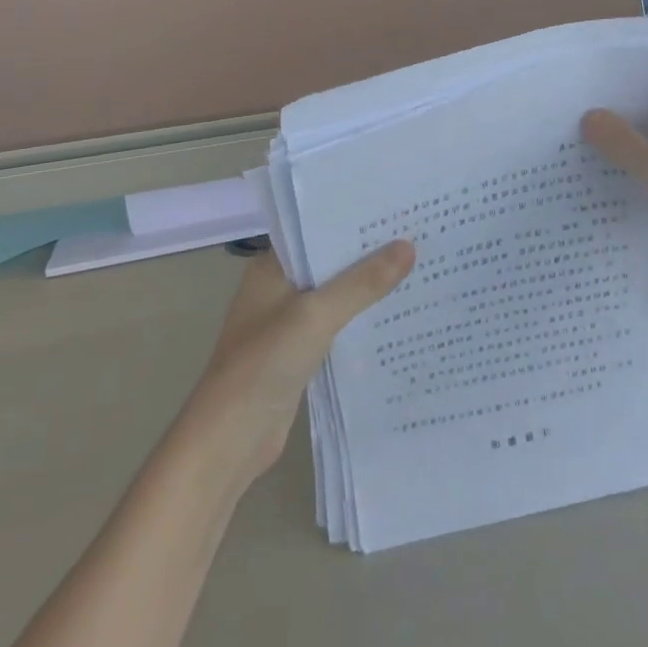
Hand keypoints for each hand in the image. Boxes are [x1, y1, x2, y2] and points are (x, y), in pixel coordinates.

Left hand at [179, 242, 414, 487]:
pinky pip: (336, 325)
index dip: (353, 219)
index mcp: (272, 267)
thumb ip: (362, 282)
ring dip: (367, 286)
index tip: (394, 207)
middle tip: (417, 234)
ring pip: (336, 294)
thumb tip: (409, 246)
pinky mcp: (299, 353)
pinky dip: (360, 319)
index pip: (316, 229)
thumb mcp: (317, 314)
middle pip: (329, 262)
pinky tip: (395, 314)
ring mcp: (287, 323)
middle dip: (368, 252)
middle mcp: (279, 288)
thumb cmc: (265, 362)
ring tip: (416, 267)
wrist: (231, 439)